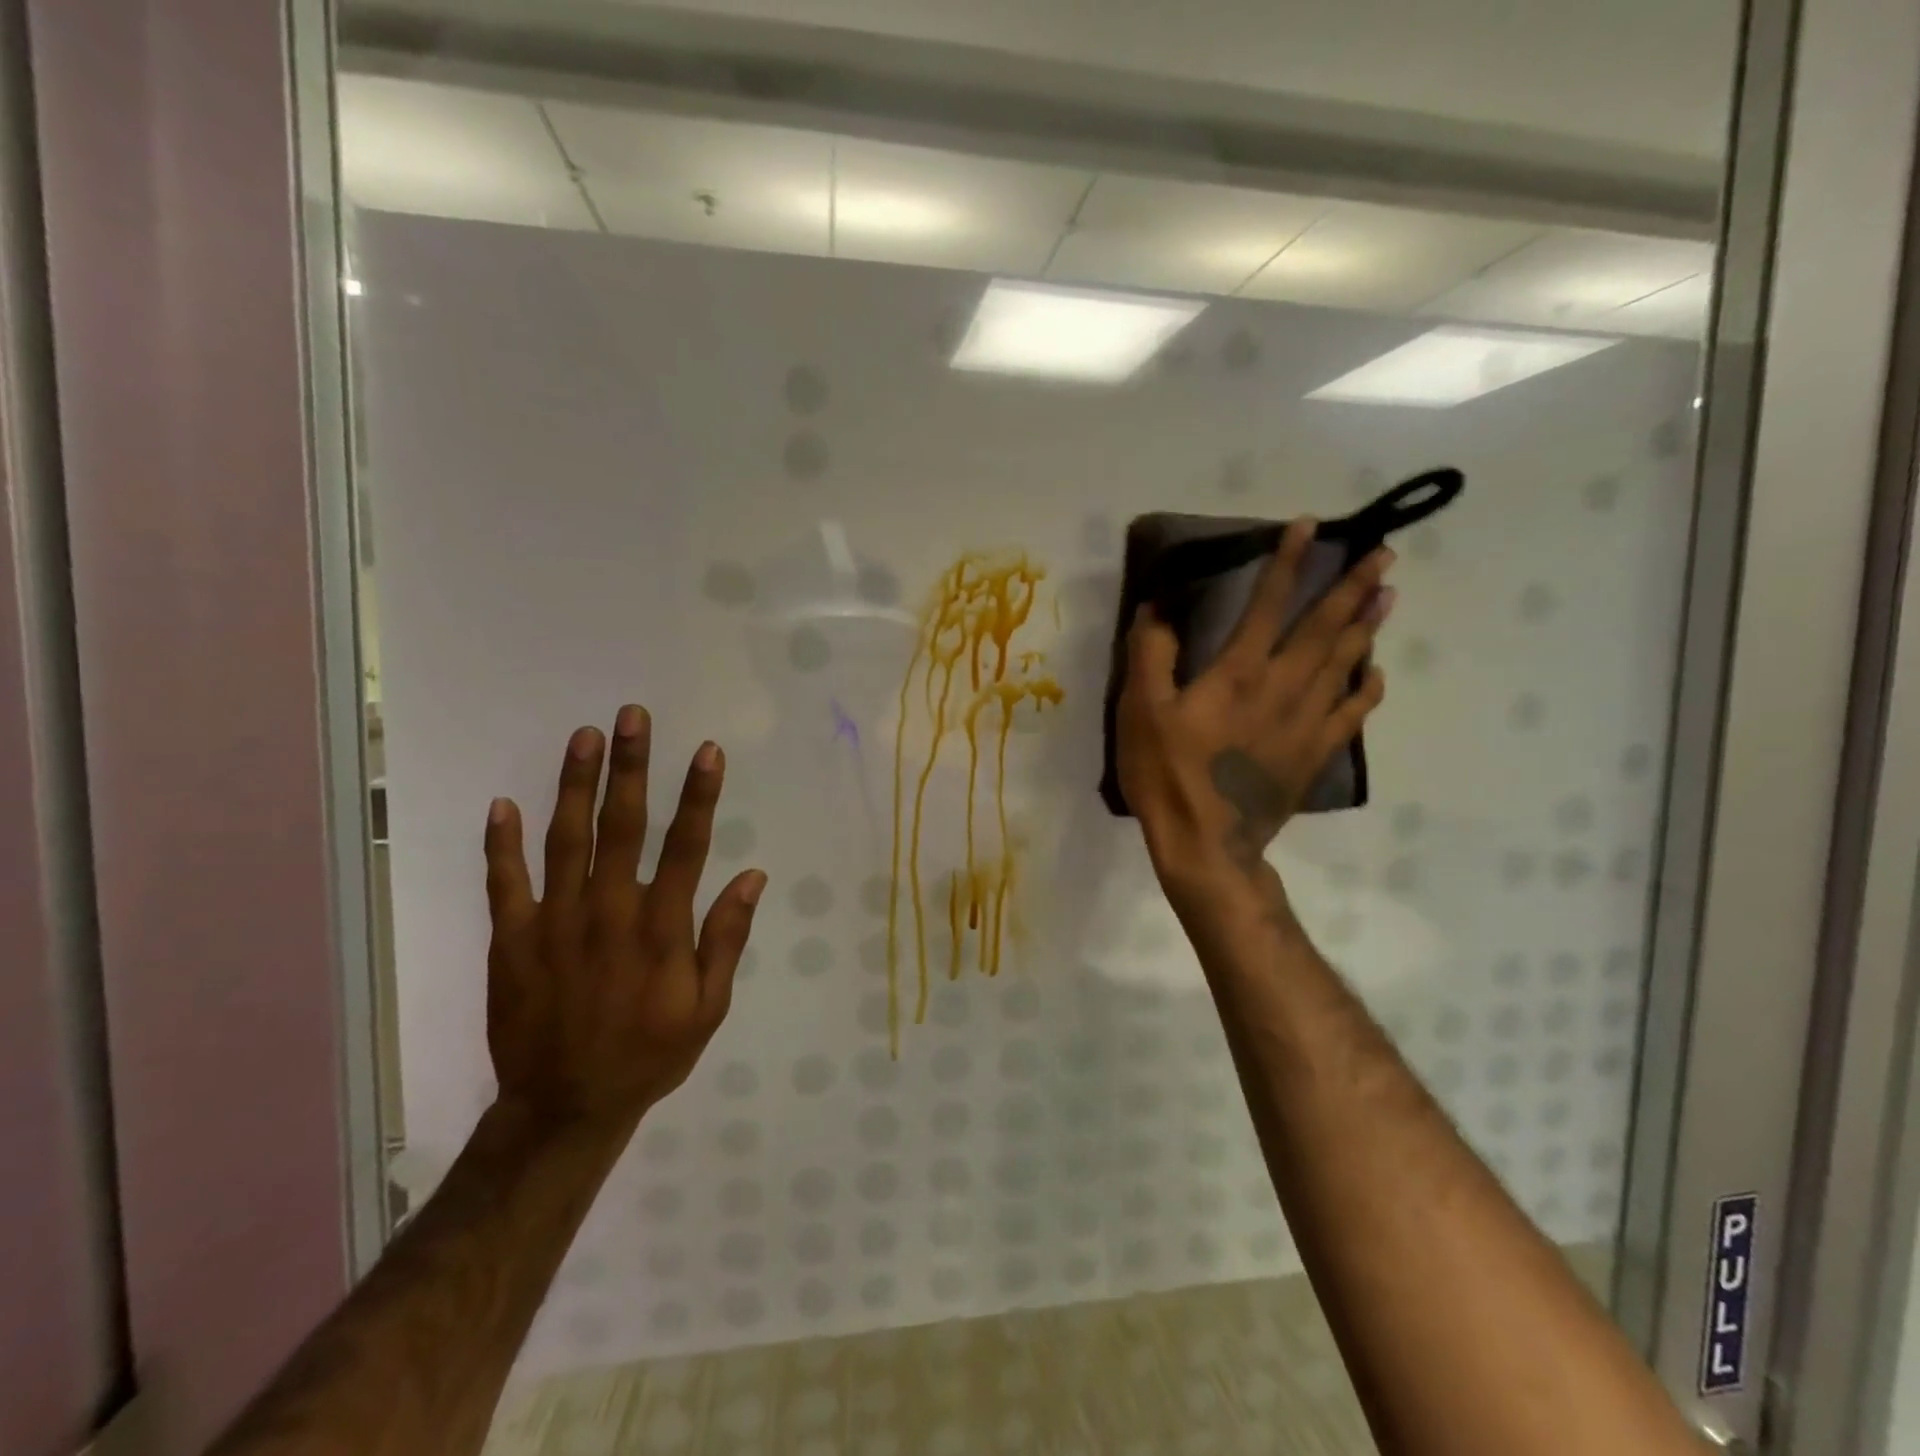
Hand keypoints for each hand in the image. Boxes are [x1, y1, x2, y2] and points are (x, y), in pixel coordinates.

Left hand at [482, 705, 766, 1136]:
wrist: (566, 1107)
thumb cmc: (649, 1053)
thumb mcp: (708, 1007)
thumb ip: (726, 938)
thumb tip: (753, 876)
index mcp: (661, 929)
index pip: (687, 846)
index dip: (699, 795)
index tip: (707, 750)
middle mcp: (610, 913)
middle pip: (622, 827)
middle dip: (631, 767)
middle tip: (632, 716)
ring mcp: (555, 924)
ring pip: (566, 840)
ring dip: (576, 785)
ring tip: (585, 736)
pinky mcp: (513, 941)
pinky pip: (505, 884)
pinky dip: (501, 844)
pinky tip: (504, 803)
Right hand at [1116, 520, 1395, 907]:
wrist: (1207, 845)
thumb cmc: (1167, 775)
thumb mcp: (1140, 713)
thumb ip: (1151, 656)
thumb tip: (1158, 608)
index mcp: (1237, 673)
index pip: (1267, 605)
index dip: (1288, 563)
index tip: (1311, 527)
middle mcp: (1281, 687)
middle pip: (1323, 628)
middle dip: (1352, 587)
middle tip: (1385, 554)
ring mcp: (1305, 722)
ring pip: (1343, 664)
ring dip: (1366, 626)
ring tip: (1389, 595)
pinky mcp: (1314, 755)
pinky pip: (1350, 714)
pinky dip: (1366, 689)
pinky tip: (1375, 672)